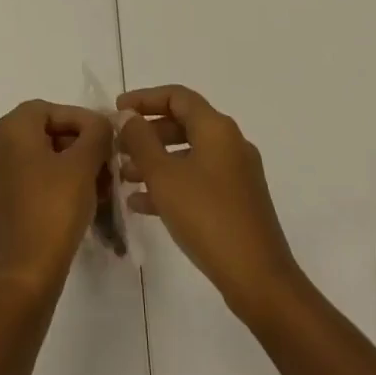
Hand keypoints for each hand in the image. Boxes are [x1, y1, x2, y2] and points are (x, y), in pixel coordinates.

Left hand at [0, 101, 113, 298]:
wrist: (26, 274)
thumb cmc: (54, 209)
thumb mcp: (83, 164)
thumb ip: (96, 133)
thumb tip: (100, 124)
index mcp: (12, 129)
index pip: (52, 109)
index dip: (83, 120)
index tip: (106, 139)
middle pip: (47, 132)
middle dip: (80, 144)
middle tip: (106, 162)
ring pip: (43, 158)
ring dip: (73, 166)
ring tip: (101, 185)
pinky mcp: (3, 204)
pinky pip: (35, 181)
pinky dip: (59, 184)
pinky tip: (84, 202)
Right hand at [116, 85, 303, 320]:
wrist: (258, 278)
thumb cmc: (207, 217)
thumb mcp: (164, 177)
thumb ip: (141, 141)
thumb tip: (128, 116)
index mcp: (217, 128)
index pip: (177, 96)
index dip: (145, 99)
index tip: (117, 109)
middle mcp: (230, 142)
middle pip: (183, 123)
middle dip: (148, 133)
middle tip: (118, 146)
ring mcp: (236, 173)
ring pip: (188, 154)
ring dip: (155, 161)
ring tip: (124, 177)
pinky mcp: (237, 201)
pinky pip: (198, 179)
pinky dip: (171, 184)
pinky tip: (142, 204)